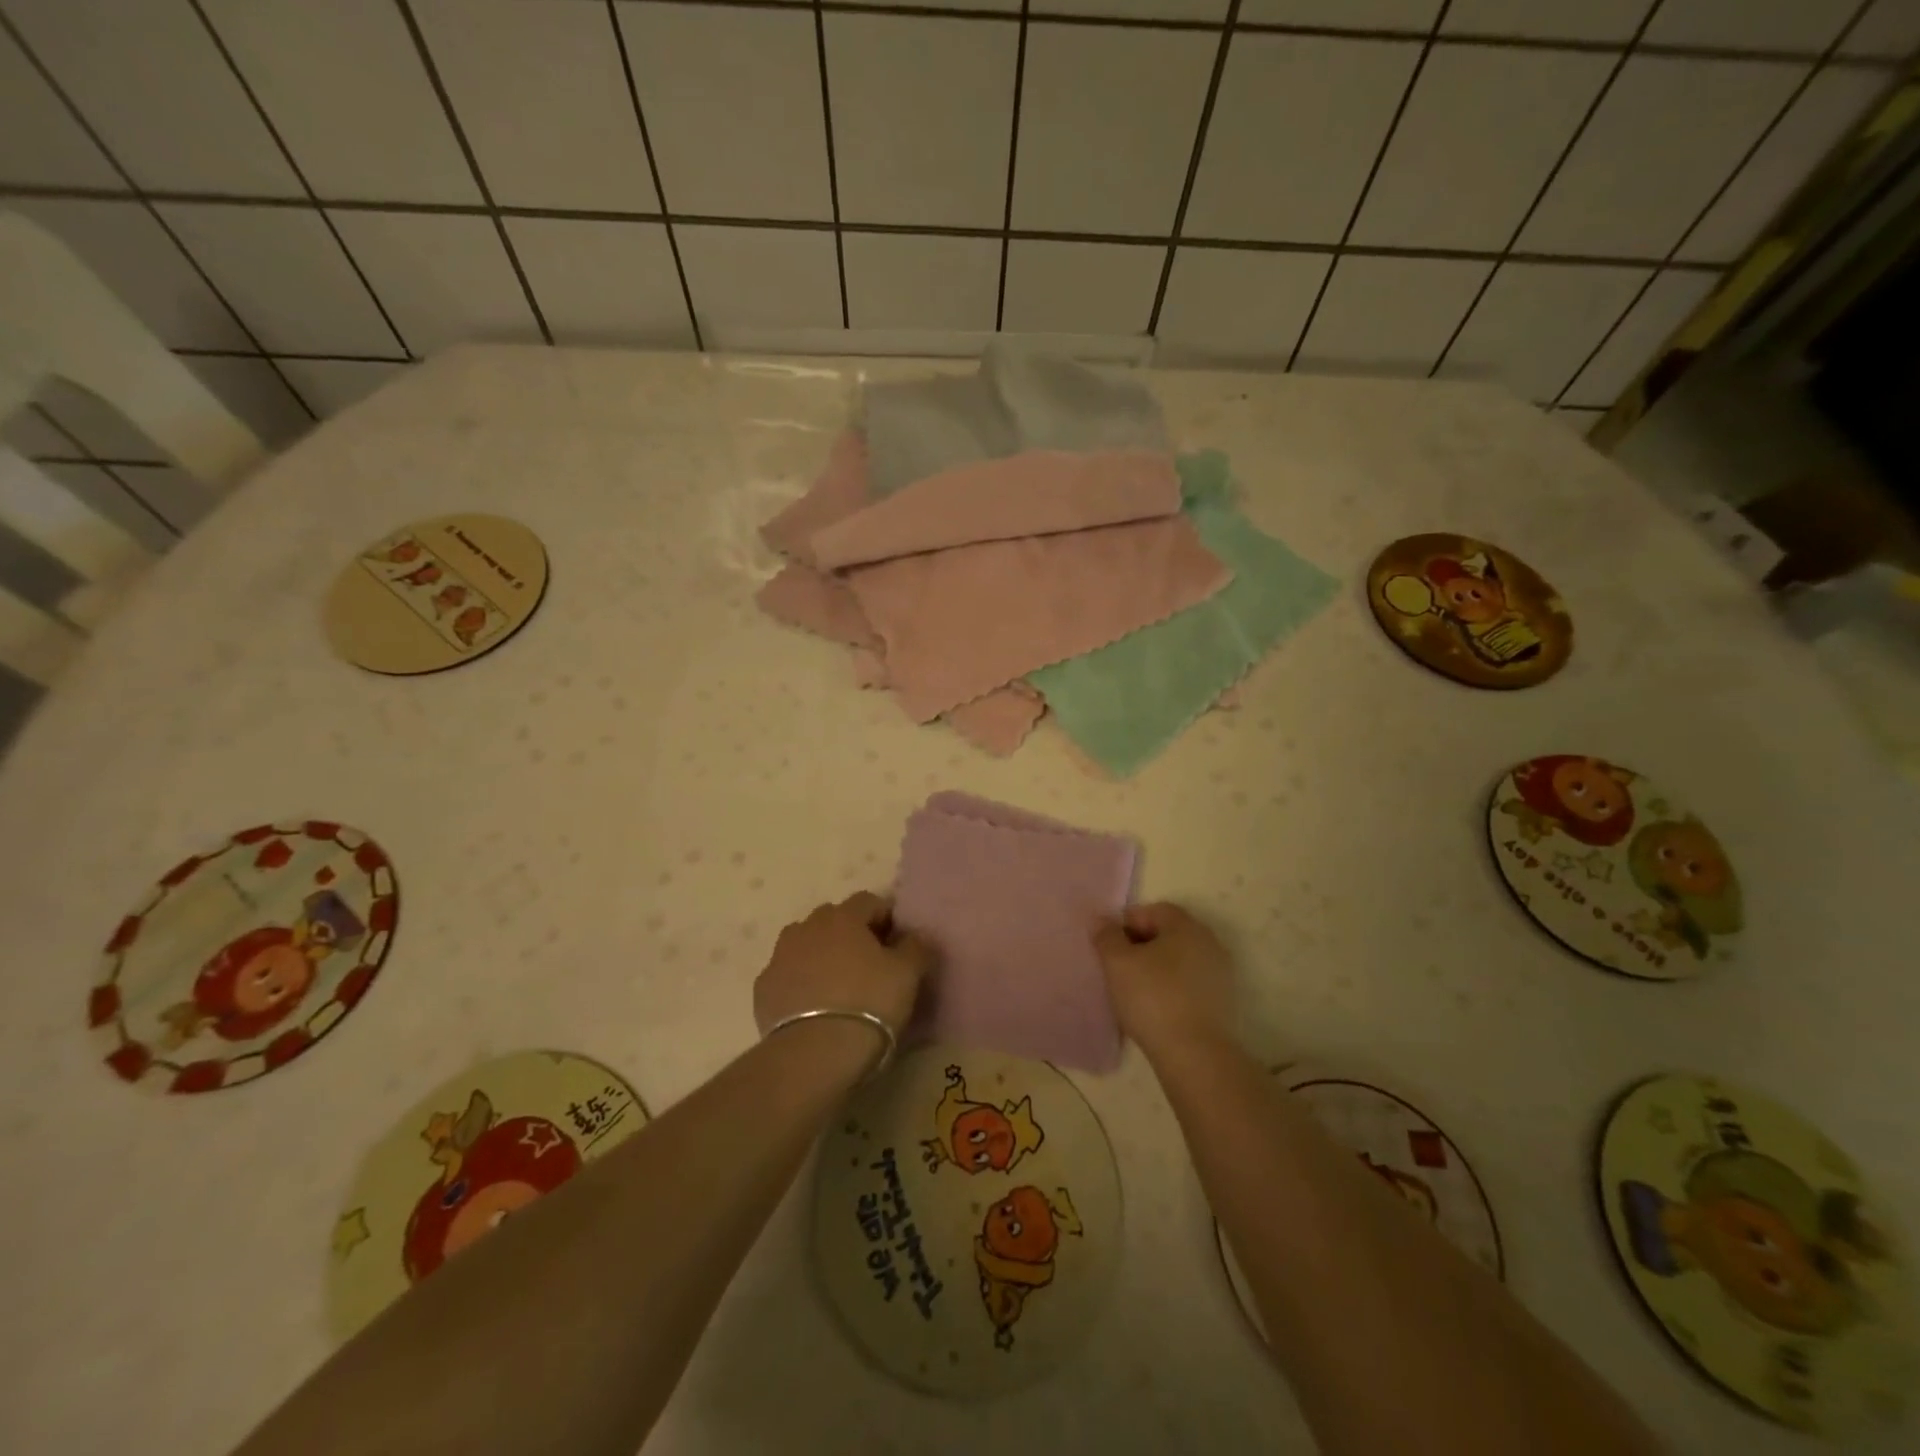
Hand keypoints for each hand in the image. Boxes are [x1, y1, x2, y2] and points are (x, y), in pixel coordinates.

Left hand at [754, 892, 934, 1041]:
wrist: (814, 1054)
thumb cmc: (869, 1004)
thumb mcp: (908, 974)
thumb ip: (916, 947)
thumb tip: (914, 936)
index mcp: (843, 917)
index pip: (869, 901)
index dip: (886, 918)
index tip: (897, 944)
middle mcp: (808, 927)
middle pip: (834, 919)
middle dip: (851, 934)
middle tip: (869, 964)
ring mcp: (780, 956)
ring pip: (805, 944)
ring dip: (821, 955)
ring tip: (838, 986)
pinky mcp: (763, 988)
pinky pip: (787, 975)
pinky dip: (800, 982)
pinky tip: (813, 1007)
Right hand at [1093, 902, 1234, 1055]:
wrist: (1195, 1054)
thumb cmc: (1152, 998)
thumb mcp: (1117, 963)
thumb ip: (1106, 936)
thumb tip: (1101, 920)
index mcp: (1187, 926)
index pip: (1153, 910)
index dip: (1126, 923)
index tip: (1108, 946)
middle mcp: (1209, 942)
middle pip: (1168, 933)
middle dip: (1140, 945)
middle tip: (1118, 967)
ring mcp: (1220, 973)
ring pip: (1178, 960)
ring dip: (1156, 968)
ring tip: (1134, 990)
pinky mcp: (1222, 1002)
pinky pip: (1189, 983)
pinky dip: (1171, 988)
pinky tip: (1155, 1007)